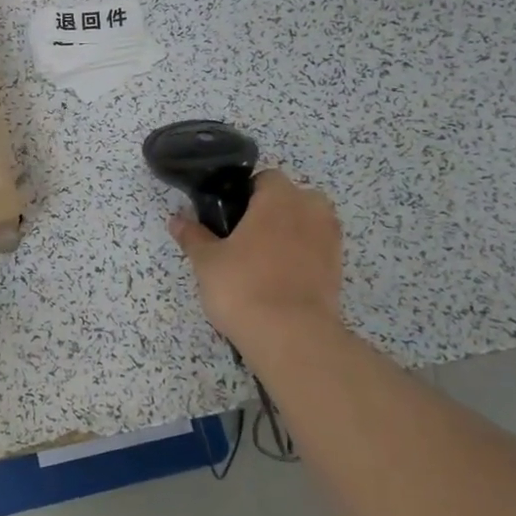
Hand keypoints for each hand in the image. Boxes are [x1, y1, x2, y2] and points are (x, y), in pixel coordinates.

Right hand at [168, 170, 345, 356]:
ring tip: (260, 262)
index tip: (228, 217)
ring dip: (288, 235)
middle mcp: (311, 210)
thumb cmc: (244, 286)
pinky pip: (315, 251)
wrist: (291, 336)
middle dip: (271, 213)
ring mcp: (330, 240)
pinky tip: (278, 280)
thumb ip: (193, 236)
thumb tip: (177, 220)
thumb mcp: (207, 261)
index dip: (245, 194)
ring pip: (306, 225)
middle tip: (242, 239)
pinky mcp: (338, 269)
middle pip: (291, 199)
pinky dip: (300, 258)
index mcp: (280, 196)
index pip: (265, 178)